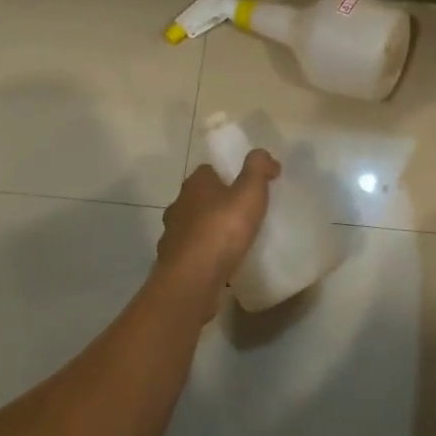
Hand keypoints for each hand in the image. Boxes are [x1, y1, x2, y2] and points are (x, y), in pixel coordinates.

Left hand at [154, 151, 280, 317]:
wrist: (192, 279)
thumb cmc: (222, 229)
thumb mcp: (249, 192)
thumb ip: (258, 168)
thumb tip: (264, 155)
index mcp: (195, 184)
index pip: (209, 170)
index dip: (228, 174)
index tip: (248, 186)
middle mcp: (178, 205)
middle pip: (200, 197)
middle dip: (217, 202)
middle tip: (243, 213)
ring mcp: (172, 235)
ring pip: (193, 226)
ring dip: (209, 229)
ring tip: (234, 240)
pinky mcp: (172, 262)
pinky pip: (192, 252)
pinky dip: (204, 254)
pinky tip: (220, 263)